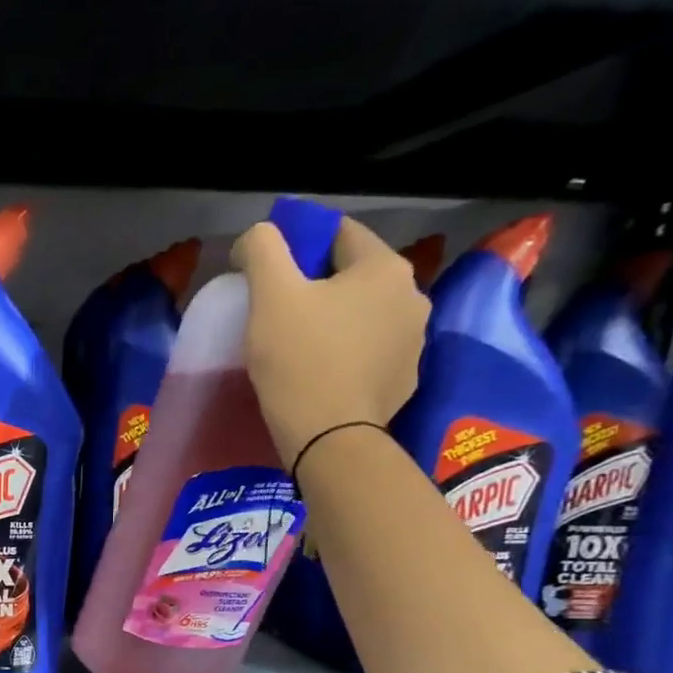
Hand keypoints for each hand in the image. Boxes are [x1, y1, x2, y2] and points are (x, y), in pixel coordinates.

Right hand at [232, 216, 429, 470]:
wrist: (329, 438)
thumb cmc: (299, 360)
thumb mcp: (270, 296)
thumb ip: (262, 250)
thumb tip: (258, 236)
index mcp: (384, 267)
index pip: (340, 234)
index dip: (300, 245)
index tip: (270, 270)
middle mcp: (412, 296)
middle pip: (355, 276)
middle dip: (319, 286)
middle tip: (280, 312)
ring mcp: (414, 341)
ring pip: (365, 316)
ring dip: (336, 321)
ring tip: (299, 345)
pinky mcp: (405, 380)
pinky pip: (370, 353)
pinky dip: (347, 354)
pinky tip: (321, 373)